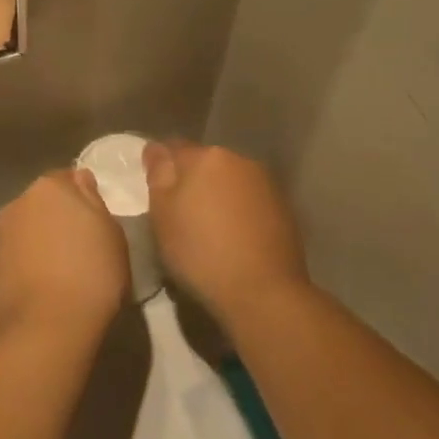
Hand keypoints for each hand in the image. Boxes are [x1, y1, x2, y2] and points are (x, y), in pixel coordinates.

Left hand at [0, 169, 130, 346]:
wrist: (46, 329)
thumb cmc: (92, 274)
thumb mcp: (112, 233)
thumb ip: (93, 200)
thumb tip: (79, 182)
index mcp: (49, 187)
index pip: (68, 178)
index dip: (83, 198)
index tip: (95, 222)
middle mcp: (18, 204)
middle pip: (43, 204)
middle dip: (58, 218)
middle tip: (81, 247)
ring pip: (26, 230)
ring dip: (40, 241)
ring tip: (61, 272)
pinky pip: (15, 257)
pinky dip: (26, 265)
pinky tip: (42, 288)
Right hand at [144, 141, 309, 328]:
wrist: (263, 291)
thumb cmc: (201, 252)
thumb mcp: (163, 215)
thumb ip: (158, 175)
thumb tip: (157, 149)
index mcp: (205, 156)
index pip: (173, 147)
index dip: (161, 166)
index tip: (155, 190)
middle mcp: (238, 159)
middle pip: (205, 162)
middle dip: (192, 179)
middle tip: (181, 212)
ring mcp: (264, 182)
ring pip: (229, 180)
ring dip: (218, 194)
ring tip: (210, 227)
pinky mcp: (283, 206)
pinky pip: (250, 199)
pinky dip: (239, 210)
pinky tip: (235, 237)